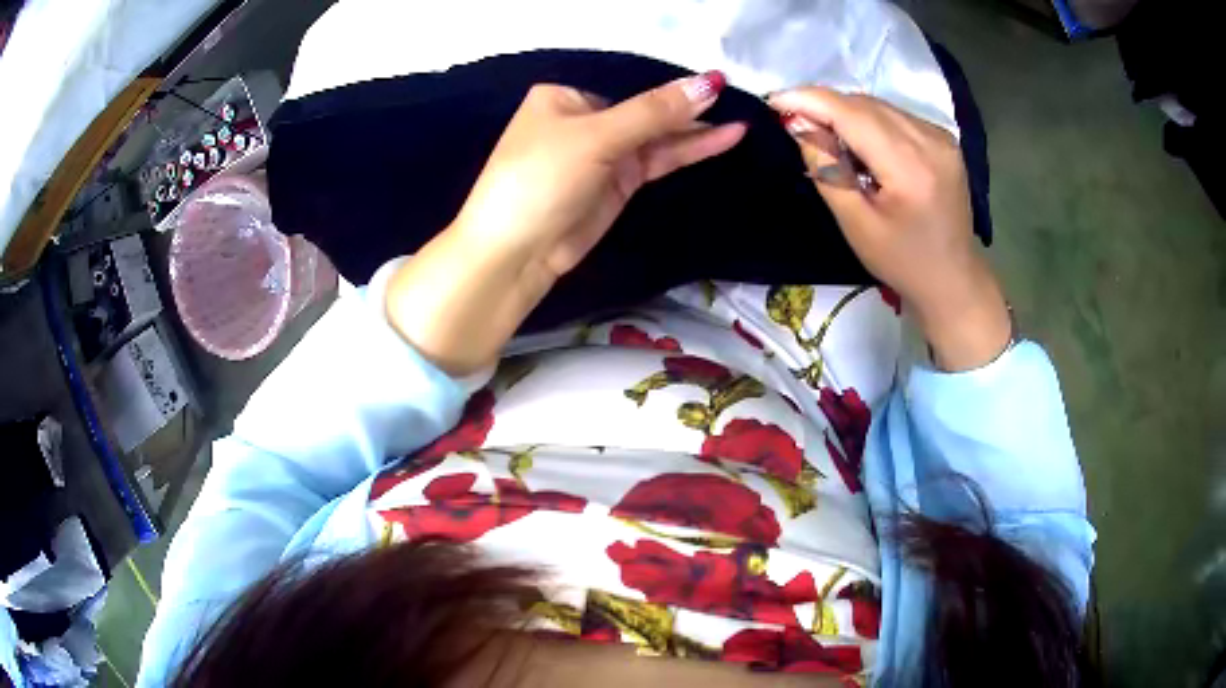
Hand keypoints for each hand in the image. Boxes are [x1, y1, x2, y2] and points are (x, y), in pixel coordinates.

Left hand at [387, 73, 745, 374]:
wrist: (516, 253)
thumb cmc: (540, 178)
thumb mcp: (595, 138)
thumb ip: (654, 112)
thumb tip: (709, 82)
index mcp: (566, 95)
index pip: (628, 81)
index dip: (671, 82)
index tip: (719, 79)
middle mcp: (586, 118)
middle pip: (646, 107)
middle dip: (689, 105)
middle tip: (739, 97)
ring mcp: (604, 151)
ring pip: (658, 134)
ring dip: (697, 128)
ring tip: (742, 117)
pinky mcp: (619, 181)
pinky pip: (659, 158)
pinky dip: (689, 149)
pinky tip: (723, 136)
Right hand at [768, 88, 1010, 370]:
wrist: (954, 279)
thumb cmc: (902, 261)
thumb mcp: (855, 224)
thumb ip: (827, 169)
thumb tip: (798, 123)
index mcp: (909, 166)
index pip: (851, 112)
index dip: (809, 100)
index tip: (773, 100)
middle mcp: (929, 139)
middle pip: (864, 103)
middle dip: (824, 106)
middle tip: (794, 121)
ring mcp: (940, 136)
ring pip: (879, 106)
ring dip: (846, 113)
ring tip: (825, 135)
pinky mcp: (943, 138)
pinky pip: (895, 115)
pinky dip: (869, 121)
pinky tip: (860, 143)